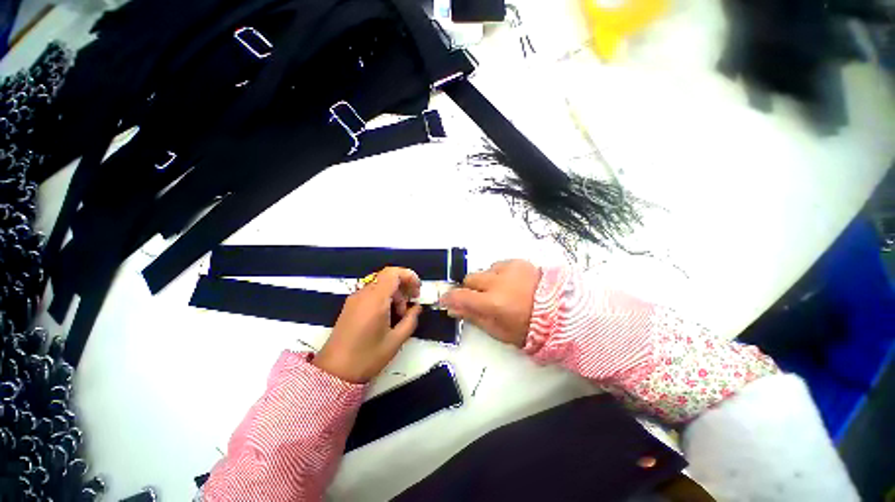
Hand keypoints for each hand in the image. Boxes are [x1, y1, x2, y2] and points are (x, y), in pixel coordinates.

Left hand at [313, 267, 422, 382]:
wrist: (334, 372)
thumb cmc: (367, 357)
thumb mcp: (395, 341)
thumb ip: (410, 320)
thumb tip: (416, 308)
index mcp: (375, 300)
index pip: (393, 273)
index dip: (408, 276)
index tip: (417, 289)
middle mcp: (363, 294)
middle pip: (387, 278)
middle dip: (403, 288)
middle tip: (411, 305)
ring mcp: (354, 299)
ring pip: (380, 286)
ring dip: (394, 295)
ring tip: (398, 316)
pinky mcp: (350, 306)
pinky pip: (371, 293)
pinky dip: (384, 299)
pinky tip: (387, 316)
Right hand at [439, 260, 540, 347]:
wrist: (561, 312)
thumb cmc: (528, 328)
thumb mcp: (499, 331)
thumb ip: (473, 317)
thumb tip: (452, 308)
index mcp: (493, 303)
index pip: (460, 296)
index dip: (449, 298)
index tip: (445, 299)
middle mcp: (498, 281)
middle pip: (470, 278)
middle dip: (470, 288)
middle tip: (479, 298)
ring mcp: (509, 268)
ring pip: (484, 271)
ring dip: (487, 281)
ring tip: (501, 291)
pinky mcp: (518, 262)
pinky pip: (499, 265)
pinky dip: (499, 274)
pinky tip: (511, 283)